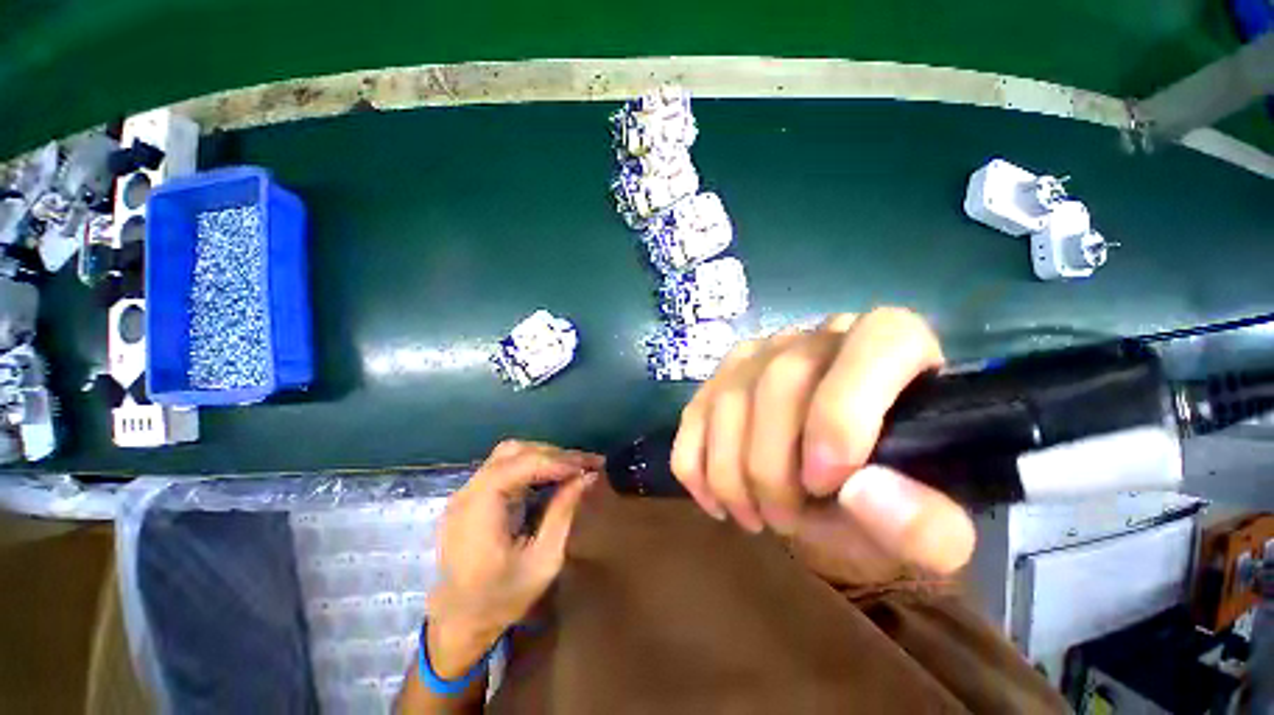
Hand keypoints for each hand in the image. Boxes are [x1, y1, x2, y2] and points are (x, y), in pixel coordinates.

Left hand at [429, 441, 601, 656]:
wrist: (459, 622)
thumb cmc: (502, 599)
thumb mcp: (543, 561)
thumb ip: (563, 512)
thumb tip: (588, 476)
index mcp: (479, 511)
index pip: (521, 465)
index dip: (558, 460)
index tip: (589, 466)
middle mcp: (467, 494)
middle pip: (514, 452)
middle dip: (554, 454)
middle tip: (585, 465)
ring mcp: (465, 493)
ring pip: (508, 454)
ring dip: (543, 456)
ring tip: (571, 468)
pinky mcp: (471, 496)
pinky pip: (504, 467)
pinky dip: (531, 465)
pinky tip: (551, 476)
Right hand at [671, 307, 974, 573]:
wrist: (837, 491)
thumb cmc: (890, 501)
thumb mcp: (930, 533)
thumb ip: (928, 527)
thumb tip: (862, 492)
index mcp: (897, 349)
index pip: (878, 343)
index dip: (844, 412)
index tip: (826, 483)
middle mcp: (821, 336)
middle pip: (780, 378)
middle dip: (772, 465)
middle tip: (785, 520)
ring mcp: (762, 352)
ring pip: (728, 398)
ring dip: (730, 472)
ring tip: (755, 517)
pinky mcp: (722, 377)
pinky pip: (694, 413)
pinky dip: (695, 464)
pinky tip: (715, 498)